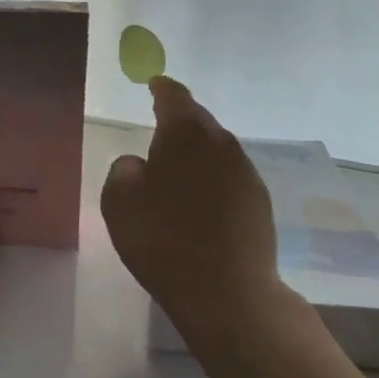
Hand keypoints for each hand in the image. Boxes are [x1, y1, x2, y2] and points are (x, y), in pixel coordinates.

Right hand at [101, 77, 285, 355]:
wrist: (227, 292)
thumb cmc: (162, 239)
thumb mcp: (119, 202)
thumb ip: (123, 170)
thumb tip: (139, 164)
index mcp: (184, 133)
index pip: (174, 97)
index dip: (161, 89)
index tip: (153, 85)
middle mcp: (221, 143)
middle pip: (199, 120)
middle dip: (180, 121)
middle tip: (160, 128)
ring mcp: (245, 172)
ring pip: (217, 149)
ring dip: (198, 152)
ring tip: (178, 169)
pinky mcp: (259, 201)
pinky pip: (229, 176)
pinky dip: (213, 178)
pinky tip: (201, 200)